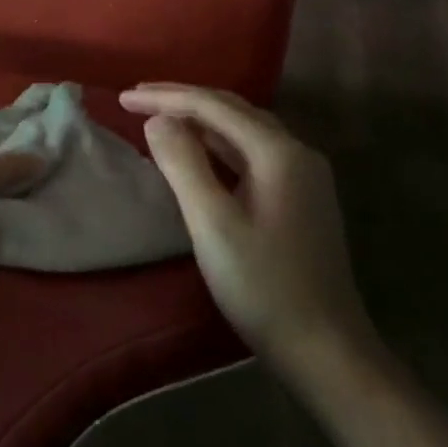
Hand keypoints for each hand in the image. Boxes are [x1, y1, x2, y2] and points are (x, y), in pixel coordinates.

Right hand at [120, 83, 373, 387]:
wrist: (325, 349)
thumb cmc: (262, 286)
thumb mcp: (212, 223)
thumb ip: (183, 164)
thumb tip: (157, 120)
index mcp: (278, 152)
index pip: (214, 106)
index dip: (165, 97)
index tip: (122, 98)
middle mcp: (297, 152)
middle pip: (232, 110)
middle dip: (182, 100)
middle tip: (136, 99)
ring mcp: (303, 176)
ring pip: (243, 131)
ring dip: (200, 120)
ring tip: (158, 117)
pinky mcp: (299, 198)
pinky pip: (251, 153)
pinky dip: (217, 144)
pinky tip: (198, 152)